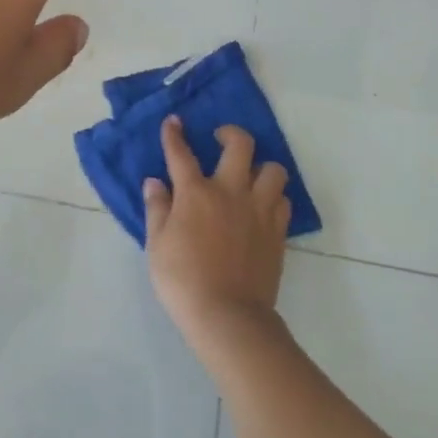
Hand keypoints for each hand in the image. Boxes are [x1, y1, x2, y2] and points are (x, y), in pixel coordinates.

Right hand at [144, 116, 291, 348]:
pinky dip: (274, 197)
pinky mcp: (277, 231)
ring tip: (250, 177)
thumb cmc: (183, 280)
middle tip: (221, 140)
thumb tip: (155, 182)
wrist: (228, 316)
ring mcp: (259, 210)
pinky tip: (263, 206)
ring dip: (261, 167)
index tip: (173, 122)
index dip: (174, 135)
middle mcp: (230, 191)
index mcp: (196, 192)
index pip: (181, 153)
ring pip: (273, 169)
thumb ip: (157, 208)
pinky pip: (283, 201)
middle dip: (230, 134)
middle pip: (240, 145)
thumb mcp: (157, 244)